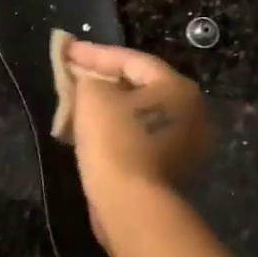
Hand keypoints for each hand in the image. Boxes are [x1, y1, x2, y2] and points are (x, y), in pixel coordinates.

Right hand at [64, 42, 210, 203]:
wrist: (132, 206)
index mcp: (178, 88)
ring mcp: (186, 145)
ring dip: (109, 109)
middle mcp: (191, 113)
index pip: (132, 60)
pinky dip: (116, 132)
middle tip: (74, 75)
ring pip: (139, 116)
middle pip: (140, 87)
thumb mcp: (94, 97)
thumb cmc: (115, 142)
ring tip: (77, 104)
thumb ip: (89, 79)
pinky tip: (91, 133)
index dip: (94, 53)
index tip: (66, 50)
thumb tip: (89, 82)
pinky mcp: (172, 171)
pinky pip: (139, 140)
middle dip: (104, 80)